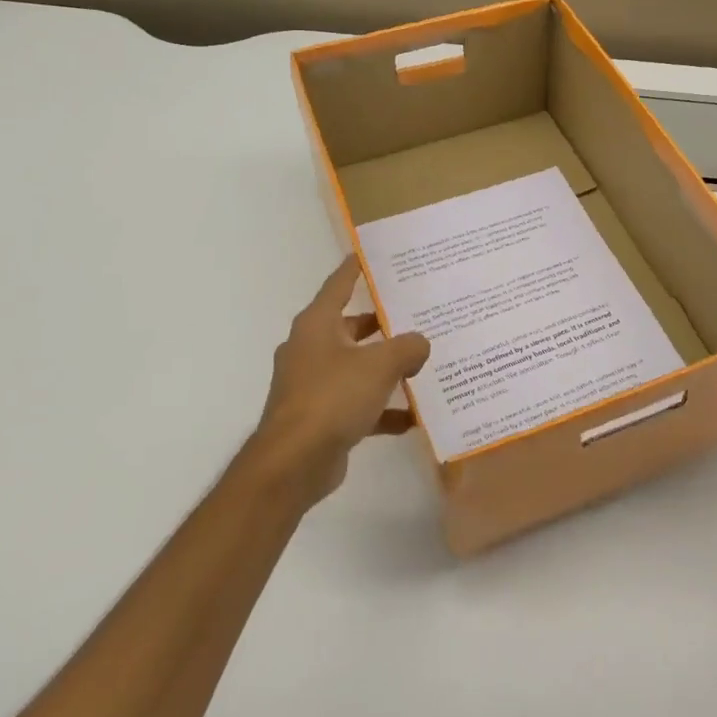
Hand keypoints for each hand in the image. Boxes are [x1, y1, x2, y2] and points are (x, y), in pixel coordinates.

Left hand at [248, 258, 430, 505]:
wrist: (294, 463)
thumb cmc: (332, 398)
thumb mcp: (379, 365)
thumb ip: (407, 348)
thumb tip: (420, 343)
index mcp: (318, 325)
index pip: (339, 284)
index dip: (355, 268)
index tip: (371, 253)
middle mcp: (312, 349)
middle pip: (351, 326)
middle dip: (383, 323)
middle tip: (417, 312)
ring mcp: (313, 384)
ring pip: (357, 366)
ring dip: (386, 367)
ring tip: (422, 363)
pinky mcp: (321, 417)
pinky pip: (358, 404)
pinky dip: (382, 408)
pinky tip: (412, 416)